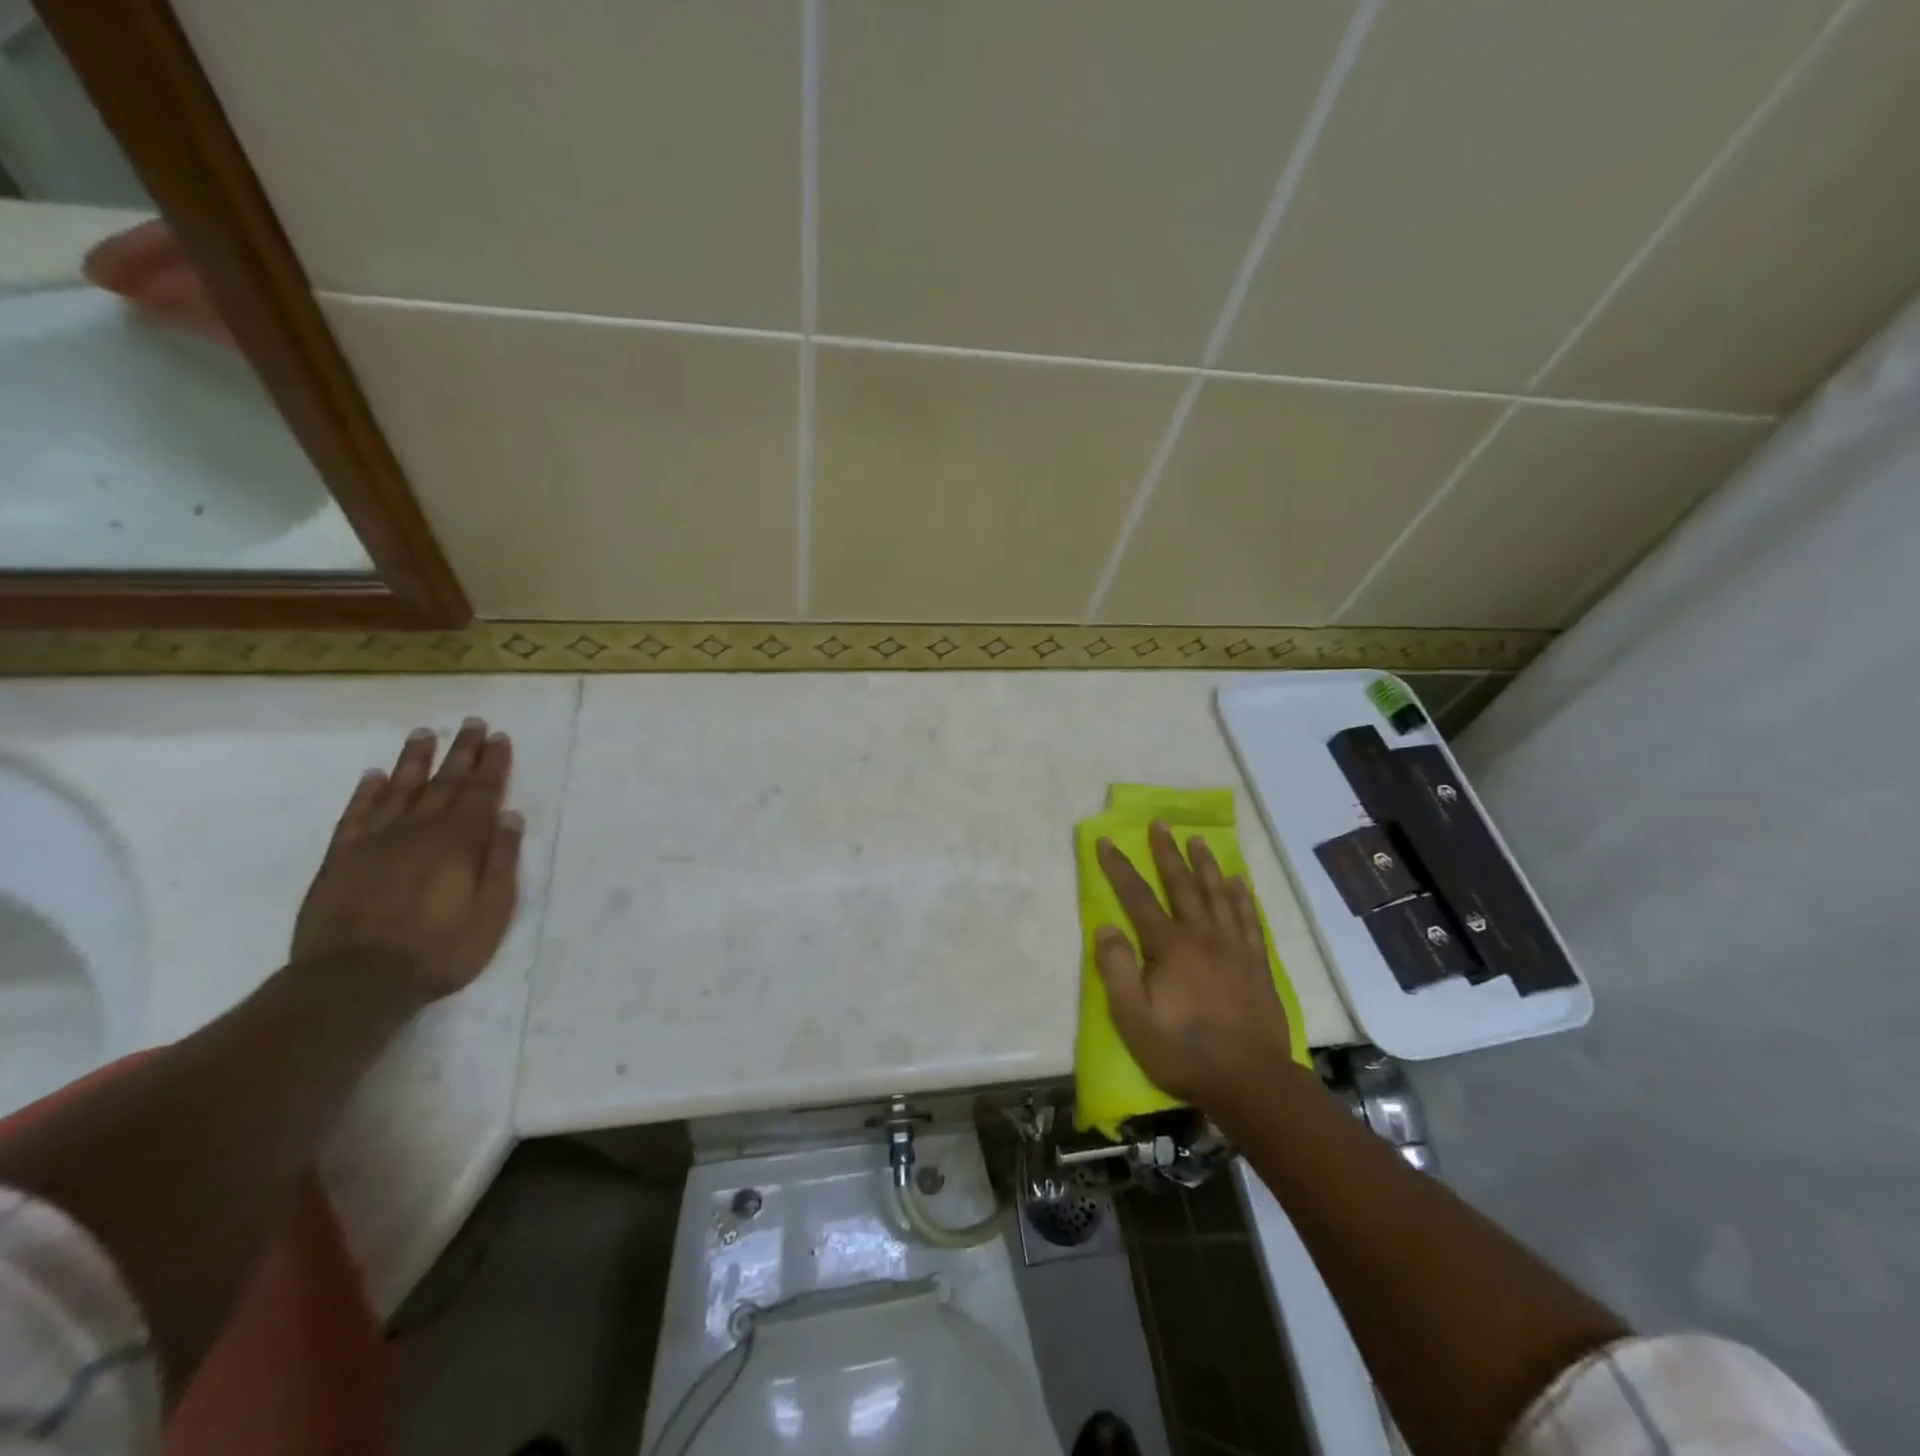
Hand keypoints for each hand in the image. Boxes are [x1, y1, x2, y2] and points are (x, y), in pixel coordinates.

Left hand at [292, 719, 523, 1003]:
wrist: (352, 983)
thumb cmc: (437, 951)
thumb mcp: (491, 913)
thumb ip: (501, 862)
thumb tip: (509, 817)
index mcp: (459, 842)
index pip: (482, 792)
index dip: (492, 764)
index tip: (499, 737)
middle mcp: (419, 830)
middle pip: (445, 782)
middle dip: (462, 751)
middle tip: (472, 723)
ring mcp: (376, 841)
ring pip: (400, 789)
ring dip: (416, 760)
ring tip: (426, 733)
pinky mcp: (341, 858)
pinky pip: (356, 814)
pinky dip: (366, 792)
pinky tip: (375, 775)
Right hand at [1094, 821, 1295, 1109]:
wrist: (1251, 1081)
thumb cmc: (1184, 1052)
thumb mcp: (1134, 1020)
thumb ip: (1117, 970)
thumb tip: (1106, 927)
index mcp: (1170, 948)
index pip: (1138, 898)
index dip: (1119, 868)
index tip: (1105, 841)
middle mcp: (1203, 936)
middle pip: (1182, 885)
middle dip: (1167, 852)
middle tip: (1160, 823)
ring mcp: (1234, 948)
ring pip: (1218, 894)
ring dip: (1205, 864)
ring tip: (1197, 840)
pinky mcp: (1257, 963)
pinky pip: (1248, 918)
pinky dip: (1241, 896)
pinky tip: (1238, 882)